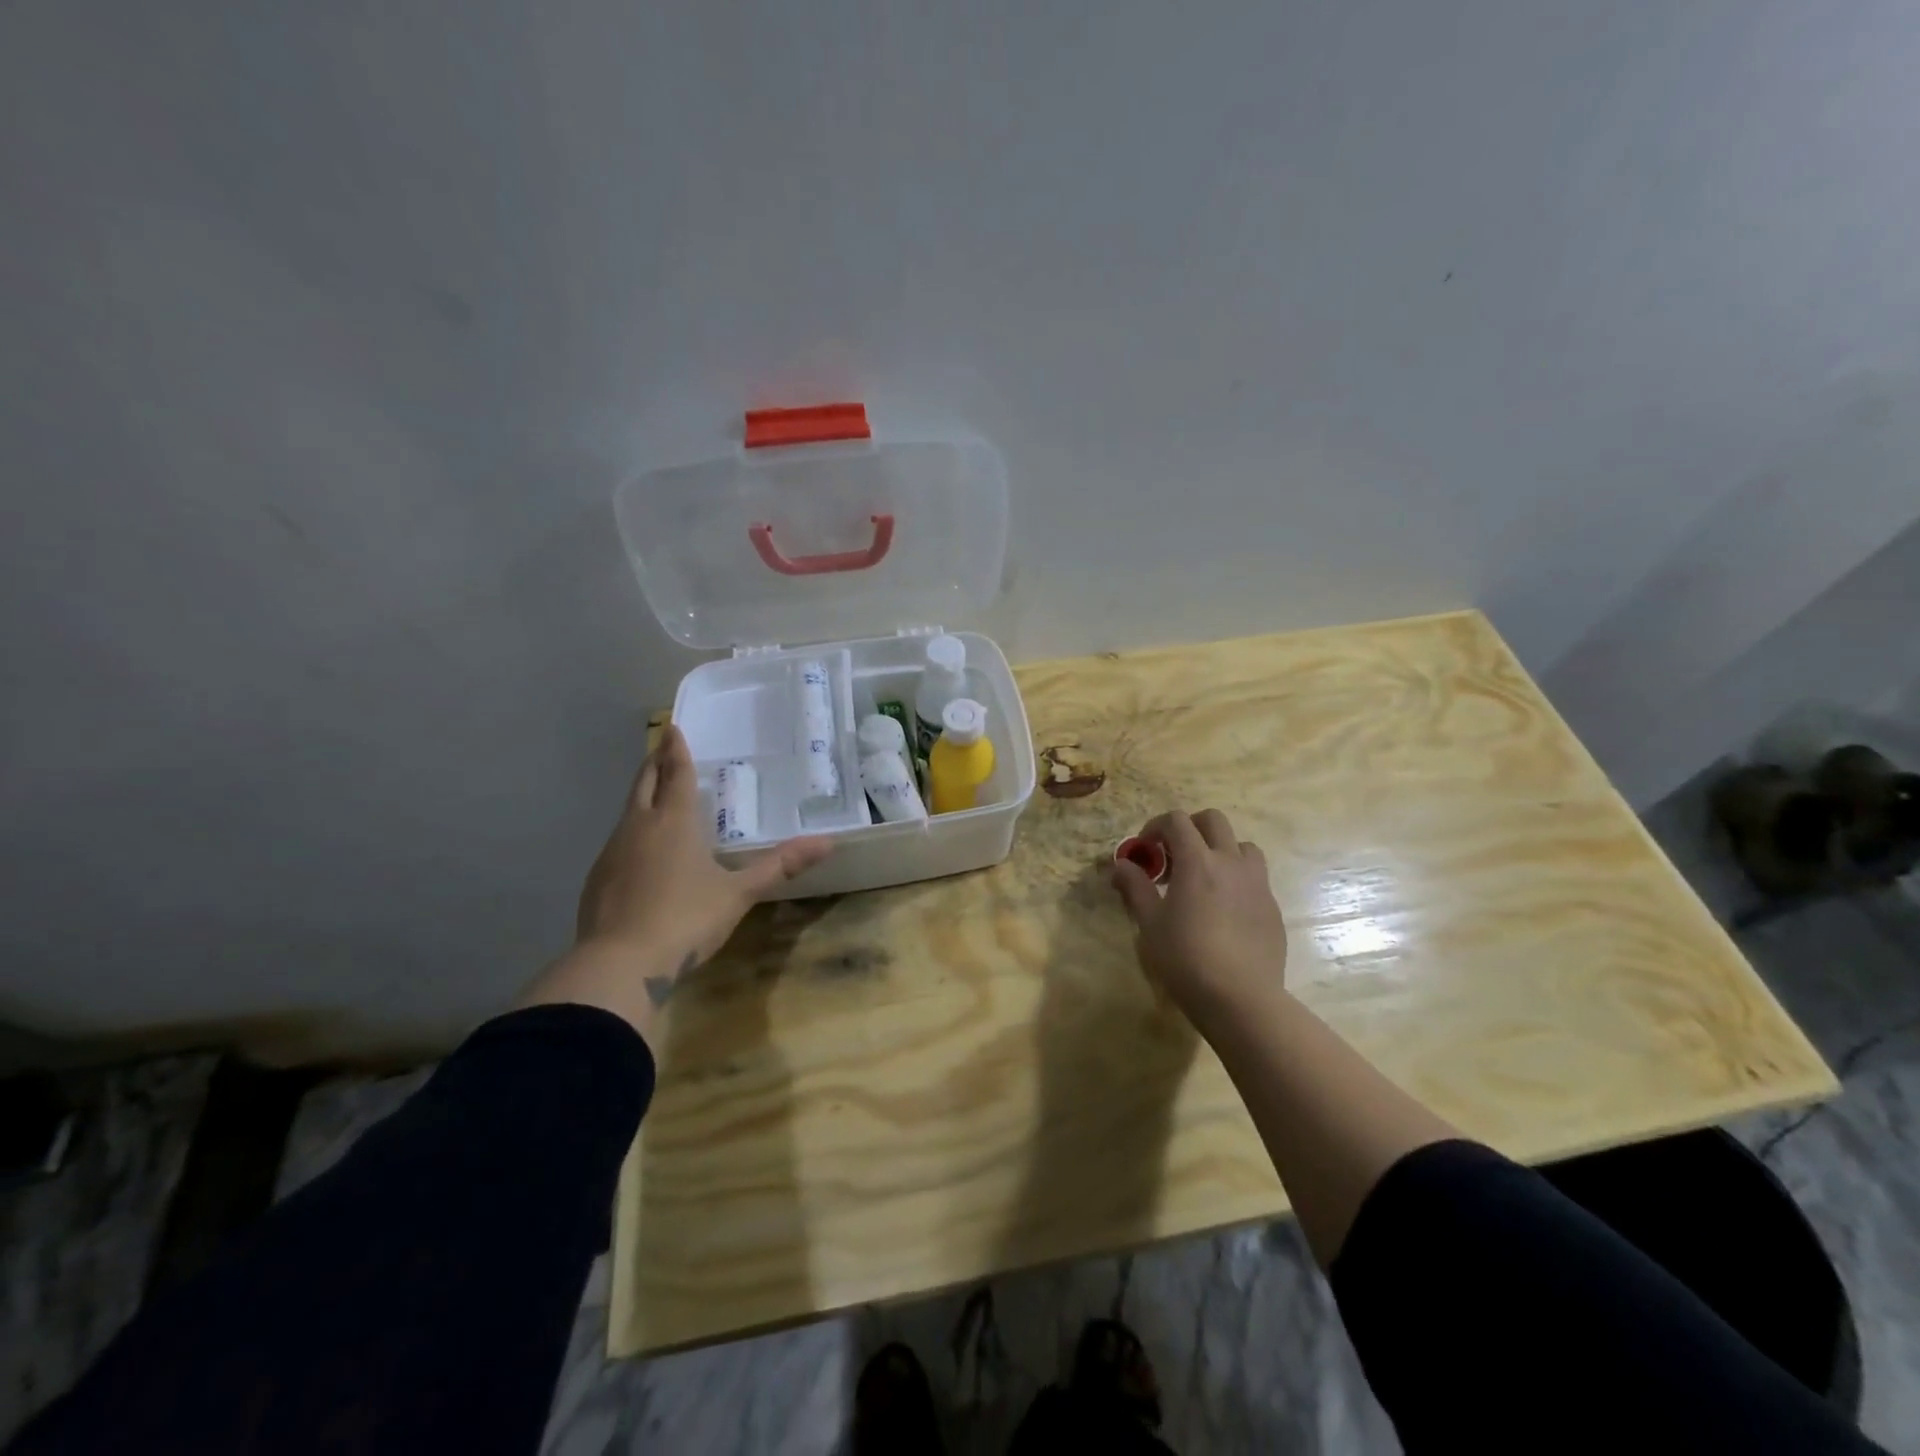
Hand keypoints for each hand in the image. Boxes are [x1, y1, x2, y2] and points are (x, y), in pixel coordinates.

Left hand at [522, 724, 832, 1036]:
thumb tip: (827, 843)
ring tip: (655, 795)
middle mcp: (638, 827)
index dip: (675, 750)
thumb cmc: (686, 919)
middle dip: (654, 763)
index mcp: (673, 822)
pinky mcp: (597, 880)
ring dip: (641, 796)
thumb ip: (780, 866)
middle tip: (661, 748)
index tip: (672, 727)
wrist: (620, 965)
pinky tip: (639, 852)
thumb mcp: (739, 893)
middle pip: (643, 783)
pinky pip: (617, 842)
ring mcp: (612, 853)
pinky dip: (631, 832)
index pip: (675, 773)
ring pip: (627, 812)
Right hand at [1110, 808, 1287, 1030]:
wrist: (1241, 999)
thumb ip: (1135, 887)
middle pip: (1214, 821)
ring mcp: (1257, 884)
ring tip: (1204, 878)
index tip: (1145, 849)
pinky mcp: (1272, 907)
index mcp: (1198, 861)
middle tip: (1173, 855)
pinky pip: (1255, 878)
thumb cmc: (1186, 958)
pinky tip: (1223, 911)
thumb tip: (1121, 865)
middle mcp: (1231, 863)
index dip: (1156, 826)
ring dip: (1219, 850)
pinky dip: (1236, 879)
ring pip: (1242, 846)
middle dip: (1190, 828)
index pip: (1177, 820)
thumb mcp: (1150, 923)